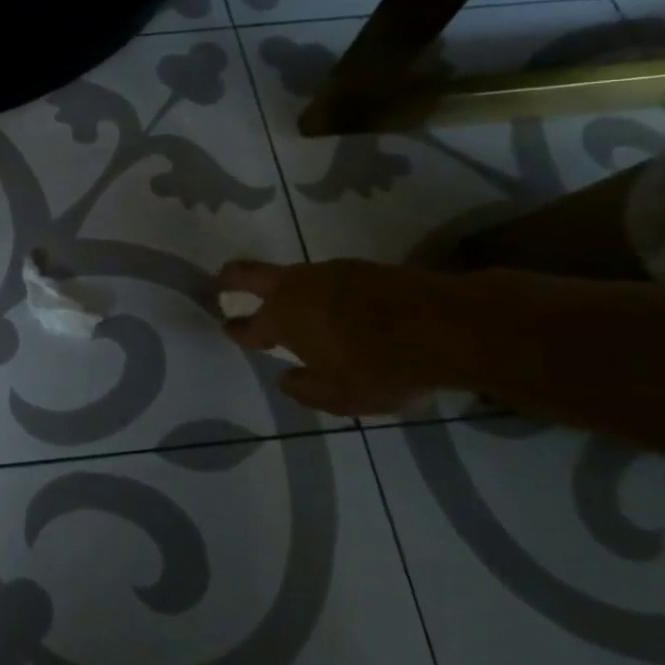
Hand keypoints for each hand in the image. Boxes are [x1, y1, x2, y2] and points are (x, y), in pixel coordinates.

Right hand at [217, 259, 439, 415]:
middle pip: (250, 273)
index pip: (249, 325)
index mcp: (283, 320)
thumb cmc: (383, 368)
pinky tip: (334, 305)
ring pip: (292, 275)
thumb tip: (284, 378)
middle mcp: (296, 288)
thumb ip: (306, 390)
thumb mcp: (342, 398)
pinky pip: (326, 278)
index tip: (226, 328)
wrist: (444, 325)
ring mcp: (327, 271)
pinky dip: (320, 291)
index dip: (236, 330)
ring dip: (284, 288)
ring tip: (291, 305)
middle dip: (231, 277)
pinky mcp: (358, 266)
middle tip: (220, 281)